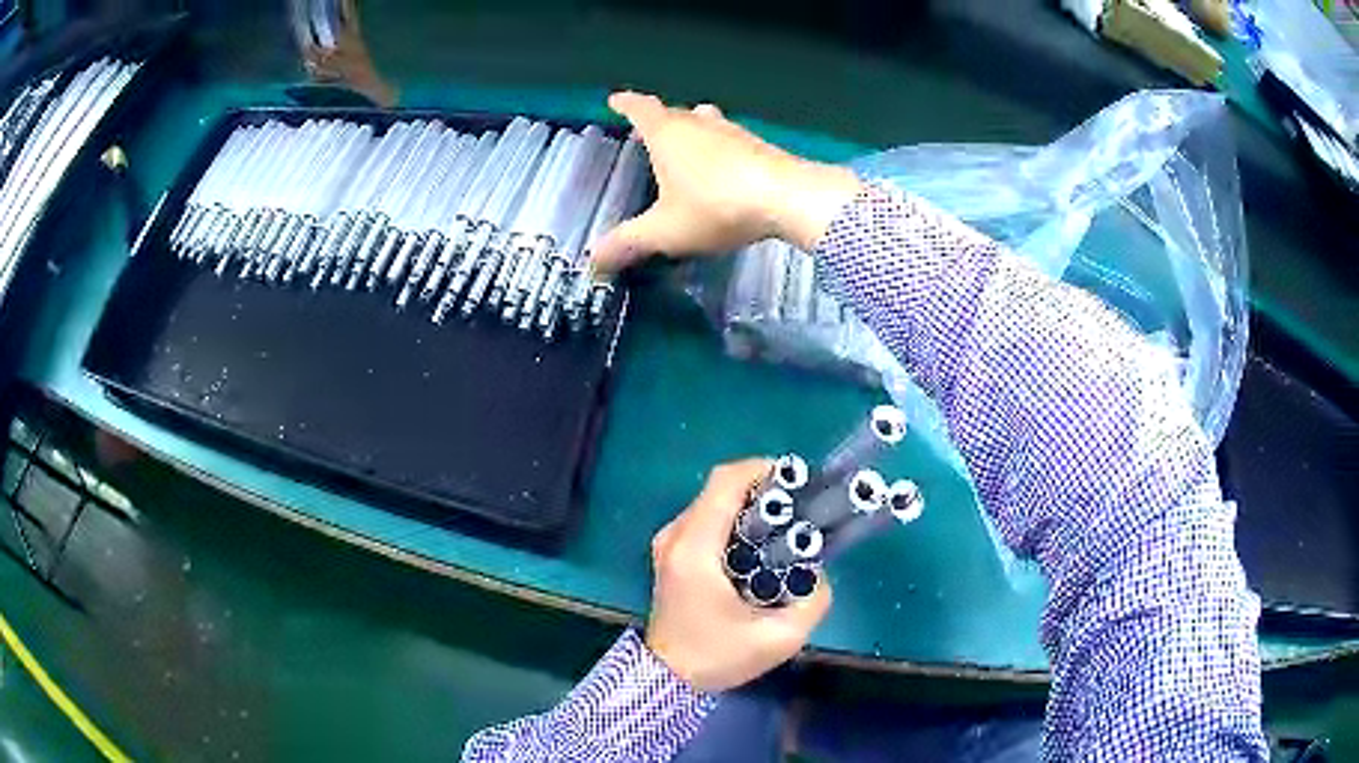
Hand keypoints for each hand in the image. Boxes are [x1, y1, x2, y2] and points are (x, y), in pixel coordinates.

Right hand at [592, 92, 861, 271]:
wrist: (788, 198)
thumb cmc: (717, 206)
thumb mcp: (666, 231)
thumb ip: (629, 242)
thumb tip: (592, 261)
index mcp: (668, 133)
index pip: (640, 108)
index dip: (625, 104)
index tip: (614, 100)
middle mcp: (699, 123)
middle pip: (673, 112)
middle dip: (657, 120)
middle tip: (647, 134)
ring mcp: (733, 132)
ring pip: (705, 122)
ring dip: (691, 130)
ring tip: (684, 145)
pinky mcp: (760, 146)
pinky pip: (729, 139)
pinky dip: (718, 147)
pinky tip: (724, 167)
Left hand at [646, 459, 831, 692]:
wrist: (667, 677)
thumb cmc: (717, 657)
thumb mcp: (779, 639)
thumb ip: (812, 601)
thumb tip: (818, 572)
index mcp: (695, 550)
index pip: (725, 483)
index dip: (764, 470)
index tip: (799, 483)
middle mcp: (675, 537)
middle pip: (720, 488)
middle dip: (764, 489)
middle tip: (800, 508)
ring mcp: (668, 543)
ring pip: (713, 502)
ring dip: (750, 505)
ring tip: (784, 526)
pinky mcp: (671, 553)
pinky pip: (705, 518)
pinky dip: (735, 519)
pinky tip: (758, 545)